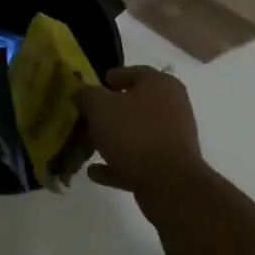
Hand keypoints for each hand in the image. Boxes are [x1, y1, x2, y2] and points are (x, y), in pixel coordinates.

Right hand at [75, 66, 206, 194]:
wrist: (168, 183)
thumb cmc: (133, 133)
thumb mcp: (99, 107)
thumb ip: (87, 95)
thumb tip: (81, 93)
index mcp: (161, 85)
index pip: (135, 72)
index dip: (114, 76)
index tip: (98, 83)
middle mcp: (173, 107)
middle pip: (137, 104)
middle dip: (111, 110)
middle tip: (89, 115)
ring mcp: (173, 138)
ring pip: (137, 133)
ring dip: (114, 138)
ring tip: (88, 144)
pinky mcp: (170, 166)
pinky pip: (139, 159)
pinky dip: (118, 163)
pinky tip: (95, 172)